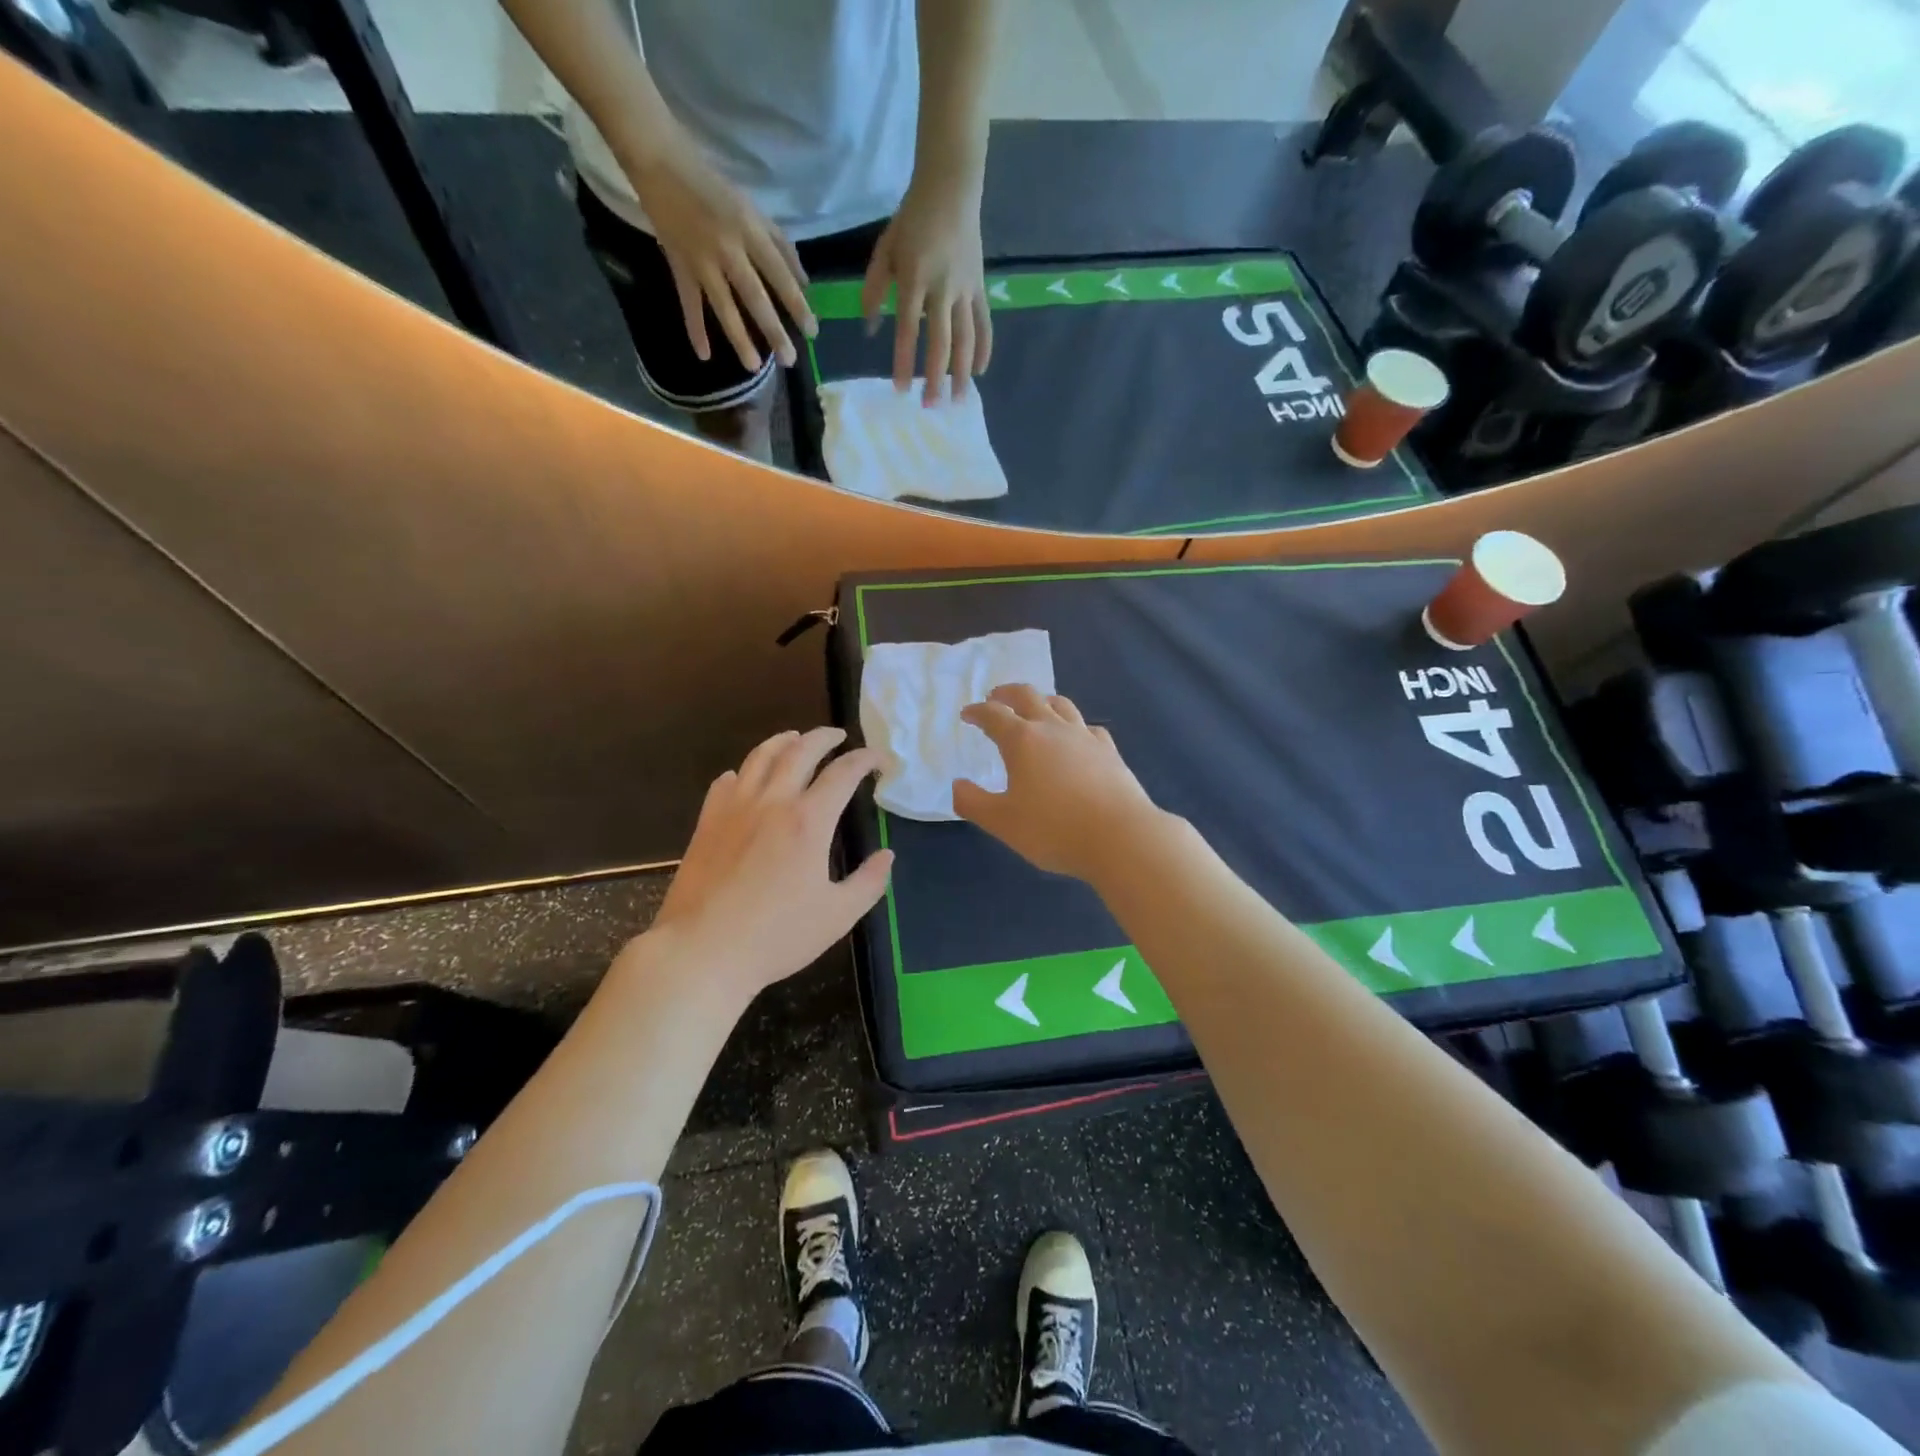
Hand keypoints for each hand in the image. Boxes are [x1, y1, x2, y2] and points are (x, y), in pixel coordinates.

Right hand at [627, 128, 816, 371]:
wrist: (660, 161)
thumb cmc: (714, 187)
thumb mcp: (753, 209)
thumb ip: (780, 245)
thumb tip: (804, 284)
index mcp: (750, 230)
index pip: (780, 274)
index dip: (797, 304)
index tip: (812, 331)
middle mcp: (728, 249)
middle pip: (755, 297)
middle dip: (774, 331)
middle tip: (789, 360)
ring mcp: (701, 260)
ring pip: (724, 307)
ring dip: (739, 339)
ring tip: (754, 367)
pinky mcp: (679, 265)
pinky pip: (689, 303)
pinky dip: (695, 329)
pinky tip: (704, 355)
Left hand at [645, 728, 891, 997]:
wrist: (703, 951)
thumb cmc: (777, 936)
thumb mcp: (838, 915)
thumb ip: (869, 882)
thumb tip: (887, 855)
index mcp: (809, 820)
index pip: (843, 772)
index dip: (866, 759)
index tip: (880, 759)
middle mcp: (773, 802)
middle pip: (800, 750)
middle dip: (825, 737)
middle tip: (840, 736)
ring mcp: (735, 809)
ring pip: (760, 757)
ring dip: (783, 741)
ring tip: (795, 738)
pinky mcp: (707, 823)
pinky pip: (726, 782)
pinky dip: (744, 771)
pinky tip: (746, 777)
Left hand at [861, 179, 991, 403]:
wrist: (950, 188)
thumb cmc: (912, 220)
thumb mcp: (885, 250)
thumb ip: (874, 289)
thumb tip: (869, 329)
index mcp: (915, 279)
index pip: (907, 329)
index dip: (904, 360)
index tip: (900, 388)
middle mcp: (942, 289)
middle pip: (941, 342)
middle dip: (936, 377)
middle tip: (931, 406)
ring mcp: (965, 290)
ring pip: (966, 338)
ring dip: (962, 372)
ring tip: (958, 399)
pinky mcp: (980, 287)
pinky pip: (984, 324)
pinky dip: (984, 349)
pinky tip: (979, 372)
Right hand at [955, 686, 1165, 881]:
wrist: (1120, 837)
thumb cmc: (1054, 829)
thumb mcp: (1002, 822)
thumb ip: (973, 802)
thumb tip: (958, 785)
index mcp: (1022, 740)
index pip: (993, 715)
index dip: (977, 712)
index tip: (967, 714)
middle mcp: (1053, 729)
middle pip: (1028, 696)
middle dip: (1007, 694)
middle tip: (995, 697)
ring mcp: (1085, 737)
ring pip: (1061, 704)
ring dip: (1042, 701)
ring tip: (1034, 708)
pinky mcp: (1109, 751)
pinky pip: (1087, 727)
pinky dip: (1074, 726)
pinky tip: (1076, 737)